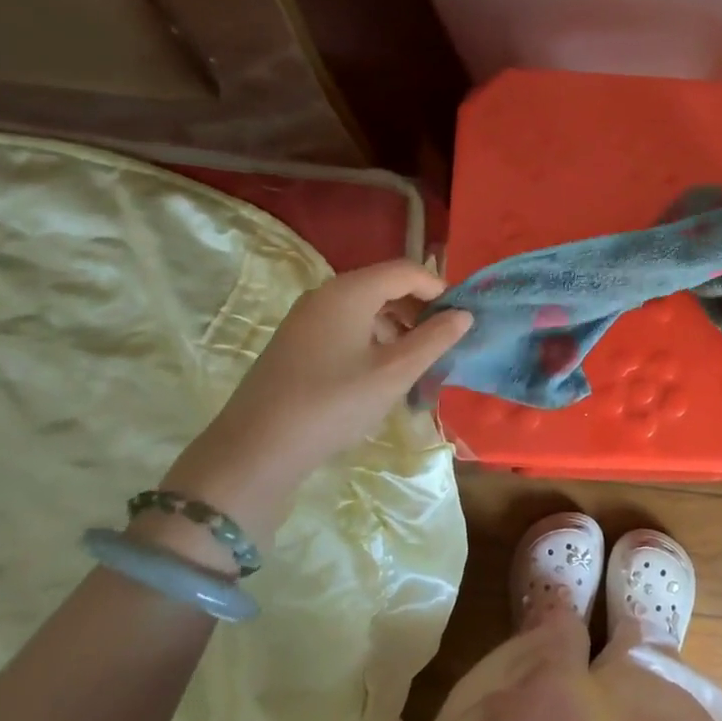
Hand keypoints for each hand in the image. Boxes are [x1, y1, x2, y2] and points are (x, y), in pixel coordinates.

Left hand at [150, 261, 471, 557]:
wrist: (257, 449)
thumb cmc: (334, 404)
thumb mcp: (395, 373)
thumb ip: (434, 339)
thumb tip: (464, 315)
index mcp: (349, 292)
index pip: (406, 271)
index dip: (439, 289)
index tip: (461, 319)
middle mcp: (326, 294)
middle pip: (385, 285)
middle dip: (420, 308)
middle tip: (444, 341)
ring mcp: (307, 318)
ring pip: (366, 307)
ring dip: (399, 325)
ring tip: (418, 360)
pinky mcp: (298, 342)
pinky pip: (347, 325)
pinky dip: (374, 337)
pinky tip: (383, 371)